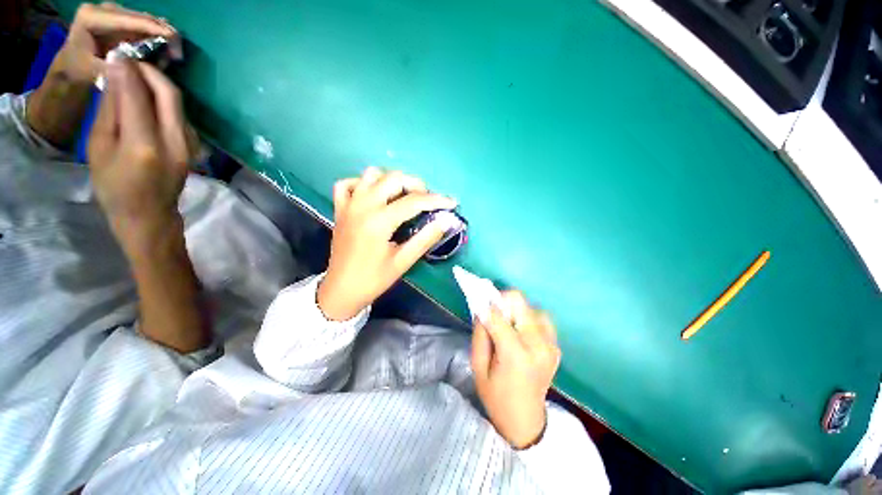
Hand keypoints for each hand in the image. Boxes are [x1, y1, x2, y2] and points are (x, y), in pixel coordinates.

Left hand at [53, 3, 180, 84]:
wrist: (71, 66)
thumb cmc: (79, 71)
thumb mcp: (93, 71)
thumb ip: (115, 67)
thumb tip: (141, 65)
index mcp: (92, 17)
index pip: (127, 20)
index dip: (151, 28)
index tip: (173, 39)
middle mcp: (104, 9)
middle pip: (140, 17)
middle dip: (162, 32)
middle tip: (177, 55)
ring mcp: (114, 13)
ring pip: (147, 20)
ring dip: (163, 36)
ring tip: (173, 55)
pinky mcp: (123, 20)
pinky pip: (146, 25)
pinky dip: (158, 37)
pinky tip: (165, 51)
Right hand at [88, 59, 194, 253]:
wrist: (149, 214)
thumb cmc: (114, 186)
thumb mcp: (99, 147)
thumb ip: (110, 110)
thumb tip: (117, 74)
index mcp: (145, 145)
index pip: (139, 95)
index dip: (129, 70)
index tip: (119, 55)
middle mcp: (176, 142)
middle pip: (169, 94)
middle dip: (150, 72)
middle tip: (131, 61)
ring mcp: (191, 146)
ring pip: (179, 103)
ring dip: (159, 84)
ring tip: (137, 76)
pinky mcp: (195, 147)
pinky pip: (181, 115)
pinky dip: (166, 101)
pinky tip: (150, 98)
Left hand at [317, 168, 457, 320]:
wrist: (341, 290)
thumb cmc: (374, 279)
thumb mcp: (403, 261)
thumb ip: (426, 238)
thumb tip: (448, 220)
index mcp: (379, 221)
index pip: (414, 201)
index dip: (436, 200)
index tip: (451, 203)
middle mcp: (363, 205)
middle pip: (394, 178)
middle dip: (416, 185)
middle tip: (427, 201)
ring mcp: (349, 205)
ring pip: (371, 174)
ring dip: (392, 180)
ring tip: (403, 196)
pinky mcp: (340, 209)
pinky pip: (348, 184)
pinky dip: (363, 184)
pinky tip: (374, 195)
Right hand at [471, 291, 561, 448]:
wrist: (525, 421)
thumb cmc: (496, 396)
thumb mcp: (478, 366)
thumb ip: (480, 334)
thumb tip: (483, 309)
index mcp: (516, 354)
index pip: (498, 315)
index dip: (486, 305)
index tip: (479, 304)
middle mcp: (538, 345)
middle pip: (519, 302)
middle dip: (502, 302)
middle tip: (493, 314)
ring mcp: (551, 345)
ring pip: (532, 307)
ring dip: (517, 310)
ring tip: (508, 325)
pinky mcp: (556, 346)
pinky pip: (542, 319)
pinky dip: (529, 318)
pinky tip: (521, 332)